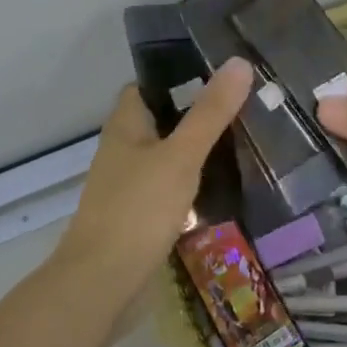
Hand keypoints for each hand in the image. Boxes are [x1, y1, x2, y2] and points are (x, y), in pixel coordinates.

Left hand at [56, 59, 253, 300]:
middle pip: (162, 120)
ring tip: (242, 140)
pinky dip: (192, 182)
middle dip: (197, 113)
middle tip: (244, 106)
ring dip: (197, 149)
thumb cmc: (138, 210)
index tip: (221, 73)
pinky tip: (222, 186)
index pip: (149, 86)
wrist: (102, 283)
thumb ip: (210, 113)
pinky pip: (169, 187)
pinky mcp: (139, 216)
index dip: (179, 76)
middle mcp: (123, 150)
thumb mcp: (181, 156)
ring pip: (167, 155)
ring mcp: (129, 185)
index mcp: (125, 126)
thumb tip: (239, 62)